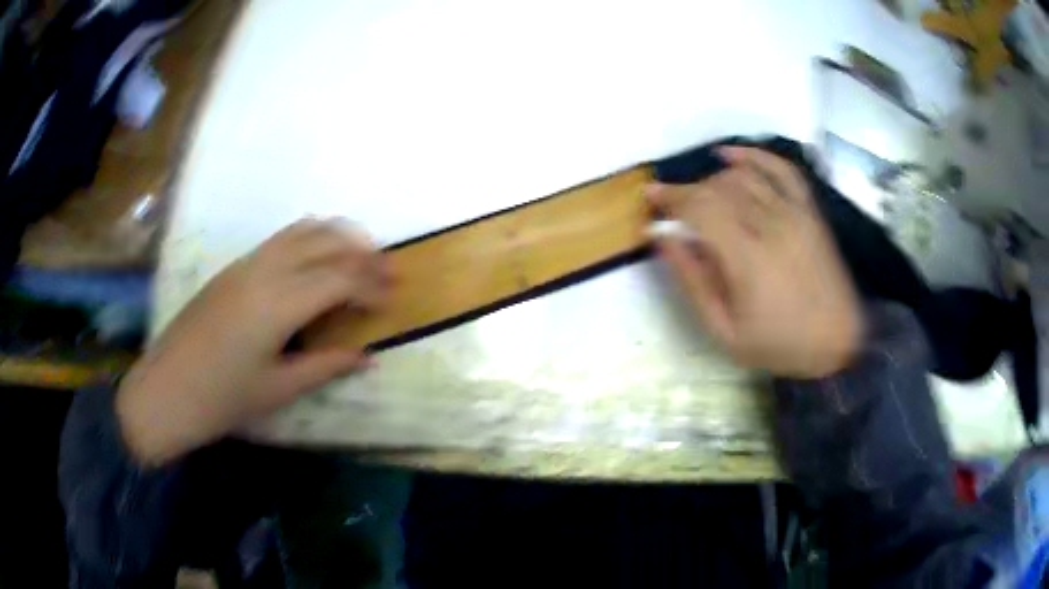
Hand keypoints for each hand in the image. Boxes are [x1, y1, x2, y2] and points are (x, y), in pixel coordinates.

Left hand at [117, 219, 389, 465]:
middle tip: (389, 270)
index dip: (372, 284)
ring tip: (360, 257)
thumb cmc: (221, 399)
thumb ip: (325, 366)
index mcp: (279, 303)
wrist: (164, 391)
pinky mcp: (233, 269)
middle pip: (326, 243)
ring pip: (302, 231)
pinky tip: (316, 259)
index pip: (339, 278)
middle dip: (363, 253)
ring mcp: (246, 264)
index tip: (394, 298)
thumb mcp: (278, 389)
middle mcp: (265, 270)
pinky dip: (310, 239)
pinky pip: (281, 239)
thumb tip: (366, 356)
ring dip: (337, 238)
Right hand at [646, 147, 863, 378]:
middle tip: (673, 206)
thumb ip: (692, 281)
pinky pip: (782, 170)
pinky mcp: (809, 211)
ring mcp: (794, 213)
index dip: (671, 197)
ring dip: (714, 179)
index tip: (651, 197)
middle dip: (688, 191)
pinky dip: (755, 156)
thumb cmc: (778, 344)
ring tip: (701, 196)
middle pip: (718, 188)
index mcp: (747, 258)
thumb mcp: (724, 331)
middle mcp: (770, 225)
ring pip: (744, 176)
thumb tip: (661, 238)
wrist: (837, 342)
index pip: (700, 207)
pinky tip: (731, 155)